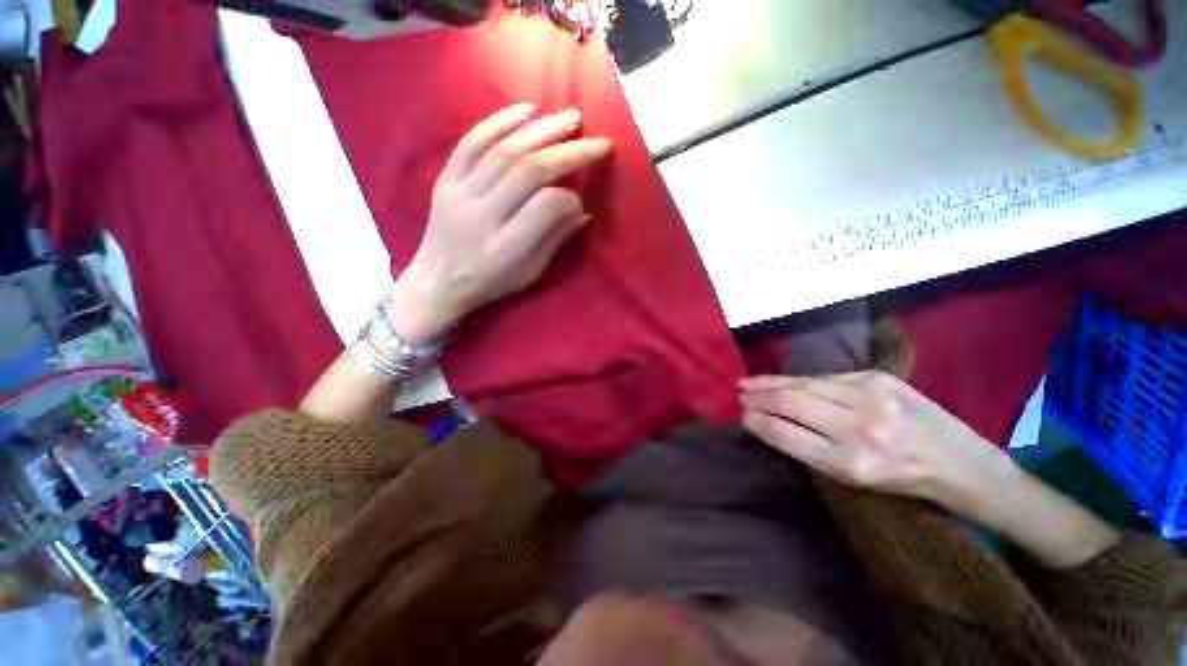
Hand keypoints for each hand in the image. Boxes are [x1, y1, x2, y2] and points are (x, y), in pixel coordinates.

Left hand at [389, 103, 611, 344]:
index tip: (580, 202)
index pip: (546, 207)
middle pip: (529, 171)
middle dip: (568, 152)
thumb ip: (555, 240)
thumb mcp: (530, 272)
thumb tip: (583, 211)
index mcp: (507, 246)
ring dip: (542, 130)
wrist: (437, 281)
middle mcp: (483, 215)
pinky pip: (470, 143)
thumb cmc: (491, 282)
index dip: (569, 199)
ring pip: (503, 151)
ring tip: (571, 118)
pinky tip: (526, 110)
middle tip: (597, 141)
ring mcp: (460, 194)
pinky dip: (498, 122)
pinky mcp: (445, 180)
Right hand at [739, 371, 1018, 510]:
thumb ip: (808, 448)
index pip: (787, 434)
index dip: (758, 422)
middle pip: (791, 402)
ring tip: (748, 382)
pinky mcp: (878, 377)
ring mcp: (871, 396)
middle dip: (758, 396)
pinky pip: (826, 378)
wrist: (961, 462)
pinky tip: (784, 381)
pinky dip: (799, 380)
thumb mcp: (852, 478)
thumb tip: (767, 422)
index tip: (742, 416)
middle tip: (738, 394)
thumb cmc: (901, 479)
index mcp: (852, 462)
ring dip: (770, 382)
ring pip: (804, 383)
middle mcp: (860, 427)